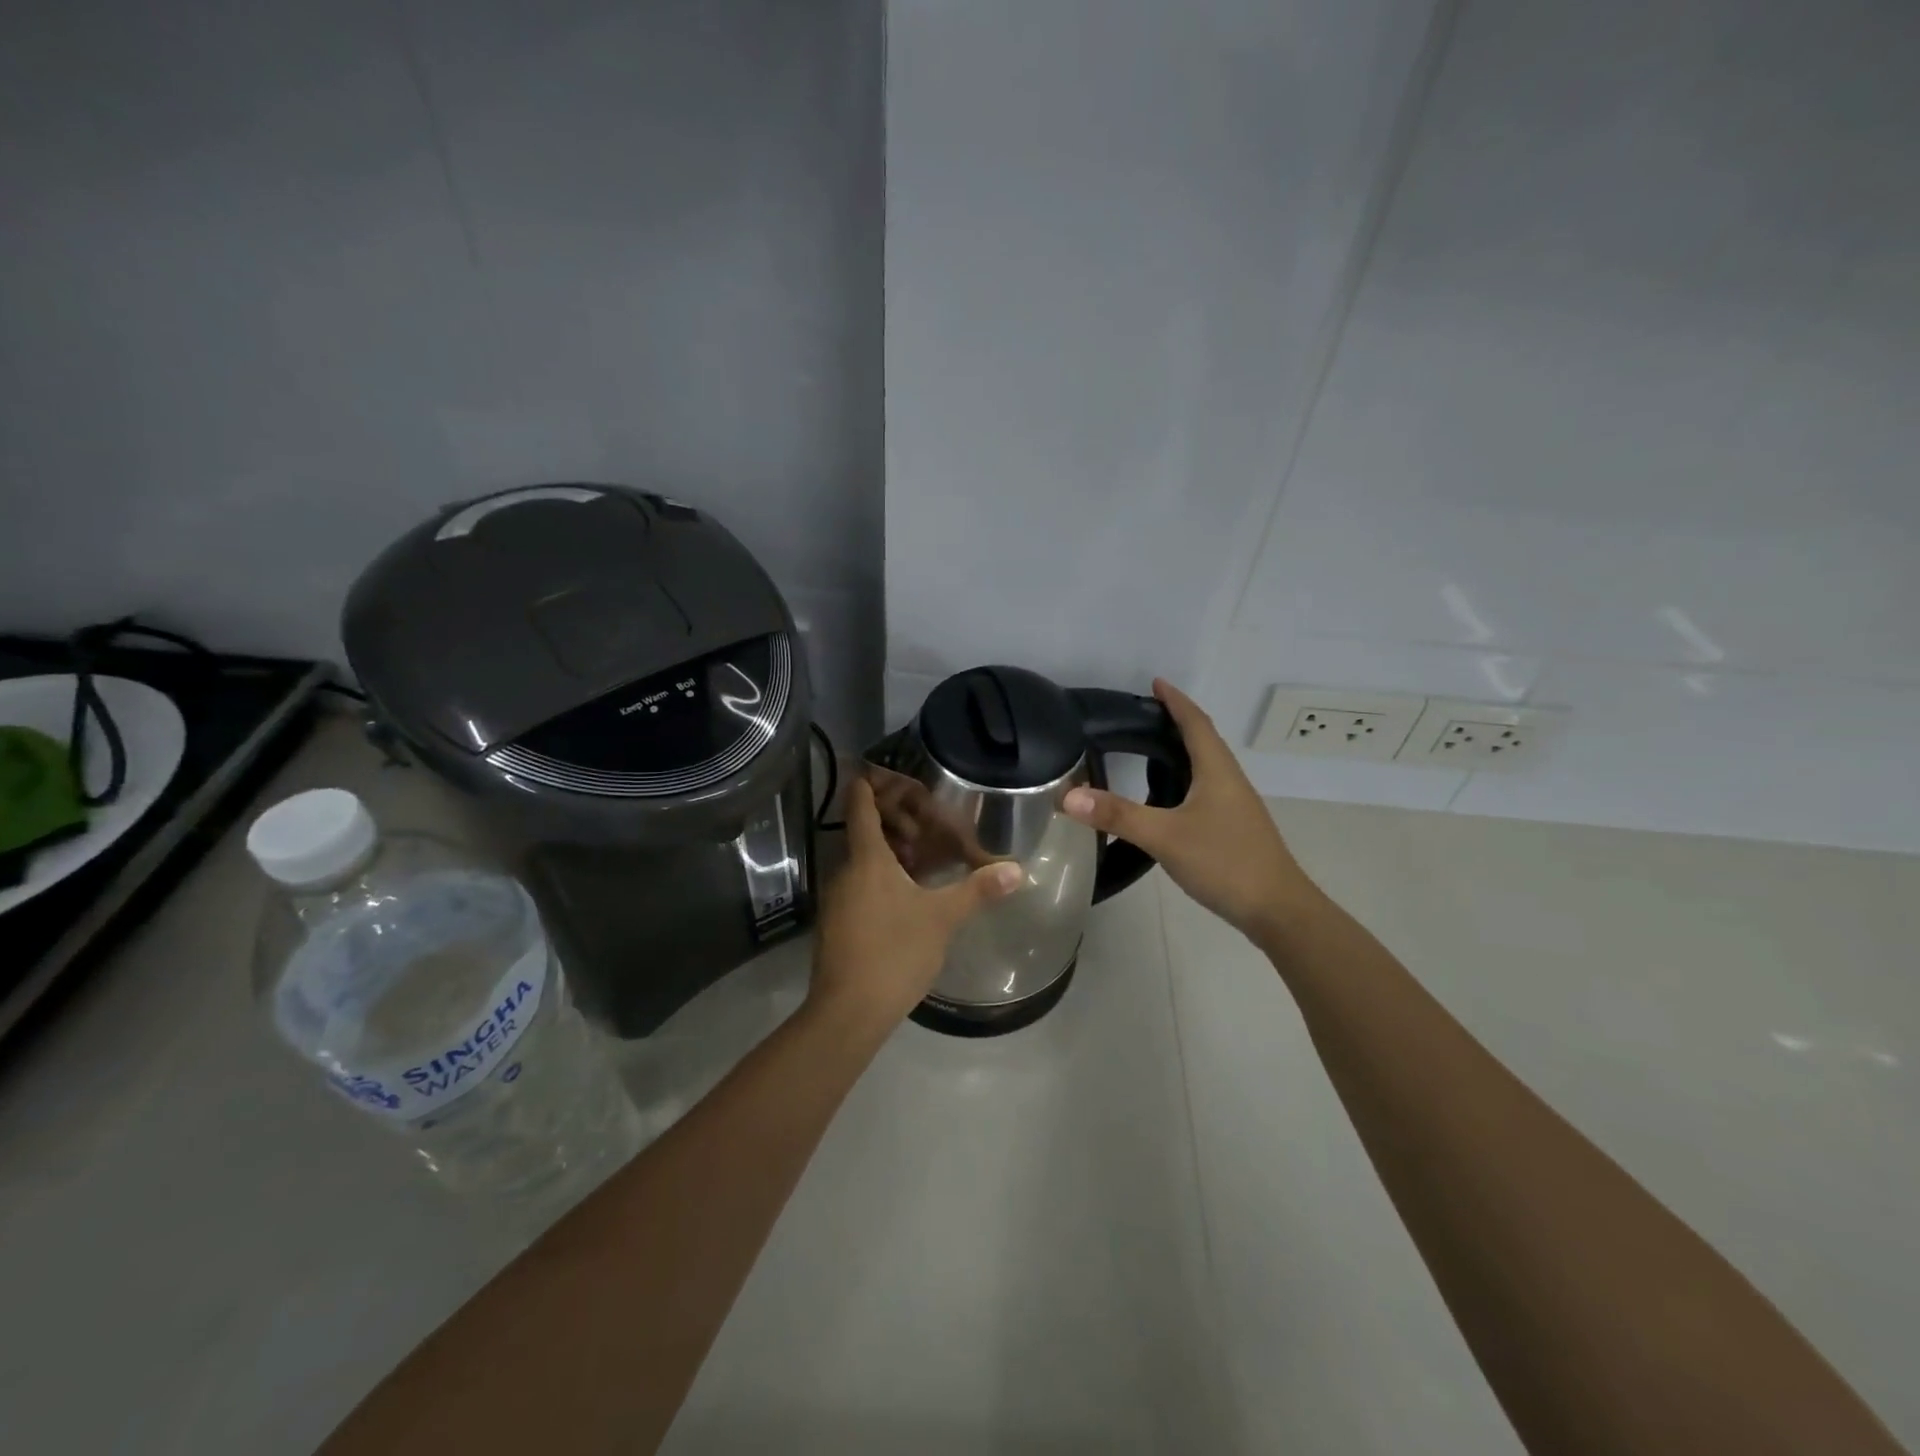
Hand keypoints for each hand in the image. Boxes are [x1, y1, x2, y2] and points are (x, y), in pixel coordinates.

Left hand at [808, 777, 1023, 1029]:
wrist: (848, 1011)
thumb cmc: (894, 951)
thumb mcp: (942, 918)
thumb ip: (977, 890)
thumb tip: (1016, 870)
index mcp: (866, 858)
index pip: (861, 804)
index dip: (870, 782)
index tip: (885, 768)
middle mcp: (845, 870)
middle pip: (863, 829)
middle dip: (893, 820)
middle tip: (927, 823)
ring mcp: (837, 897)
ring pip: (861, 858)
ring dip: (889, 850)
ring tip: (925, 855)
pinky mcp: (837, 922)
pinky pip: (859, 882)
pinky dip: (881, 875)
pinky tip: (907, 892)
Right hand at [1063, 678, 1317, 942]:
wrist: (1278, 911)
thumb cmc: (1226, 862)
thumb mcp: (1165, 837)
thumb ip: (1117, 816)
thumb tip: (1068, 795)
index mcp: (1217, 770)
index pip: (1195, 722)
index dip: (1175, 701)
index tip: (1155, 683)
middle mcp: (1229, 780)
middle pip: (1202, 740)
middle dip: (1174, 722)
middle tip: (1140, 716)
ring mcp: (1234, 805)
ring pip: (1205, 766)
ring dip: (1180, 751)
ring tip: (1147, 750)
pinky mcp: (1233, 827)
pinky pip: (1204, 789)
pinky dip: (1183, 779)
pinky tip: (1166, 798)